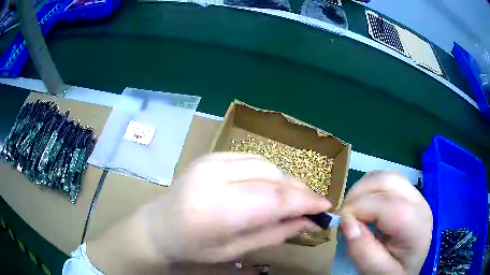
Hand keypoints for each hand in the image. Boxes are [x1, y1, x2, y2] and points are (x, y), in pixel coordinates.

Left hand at [135, 152, 330, 263]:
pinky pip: (252, 158)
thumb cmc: (193, 247)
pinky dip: (270, 171)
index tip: (326, 207)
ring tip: (296, 196)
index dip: (305, 201)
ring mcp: (211, 161)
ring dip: (286, 179)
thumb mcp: (234, 250)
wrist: (158, 226)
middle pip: (272, 176)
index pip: (274, 199)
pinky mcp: (211, 156)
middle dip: (299, 189)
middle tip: (314, 204)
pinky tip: (274, 185)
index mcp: (217, 208)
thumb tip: (308, 222)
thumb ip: (274, 234)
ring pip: (265, 163)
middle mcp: (214, 177)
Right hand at [340, 172, 432, 274]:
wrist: (407, 271)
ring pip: (387, 177)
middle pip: (389, 182)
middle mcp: (420, 204)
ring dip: (364, 188)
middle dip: (360, 193)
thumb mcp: (376, 272)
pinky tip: (365, 205)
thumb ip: (362, 251)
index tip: (339, 221)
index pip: (388, 206)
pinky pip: (388, 181)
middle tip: (344, 214)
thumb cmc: (392, 273)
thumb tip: (346, 222)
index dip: (359, 208)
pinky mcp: (410, 195)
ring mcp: (417, 196)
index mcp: (416, 227)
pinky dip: (371, 188)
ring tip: (353, 209)